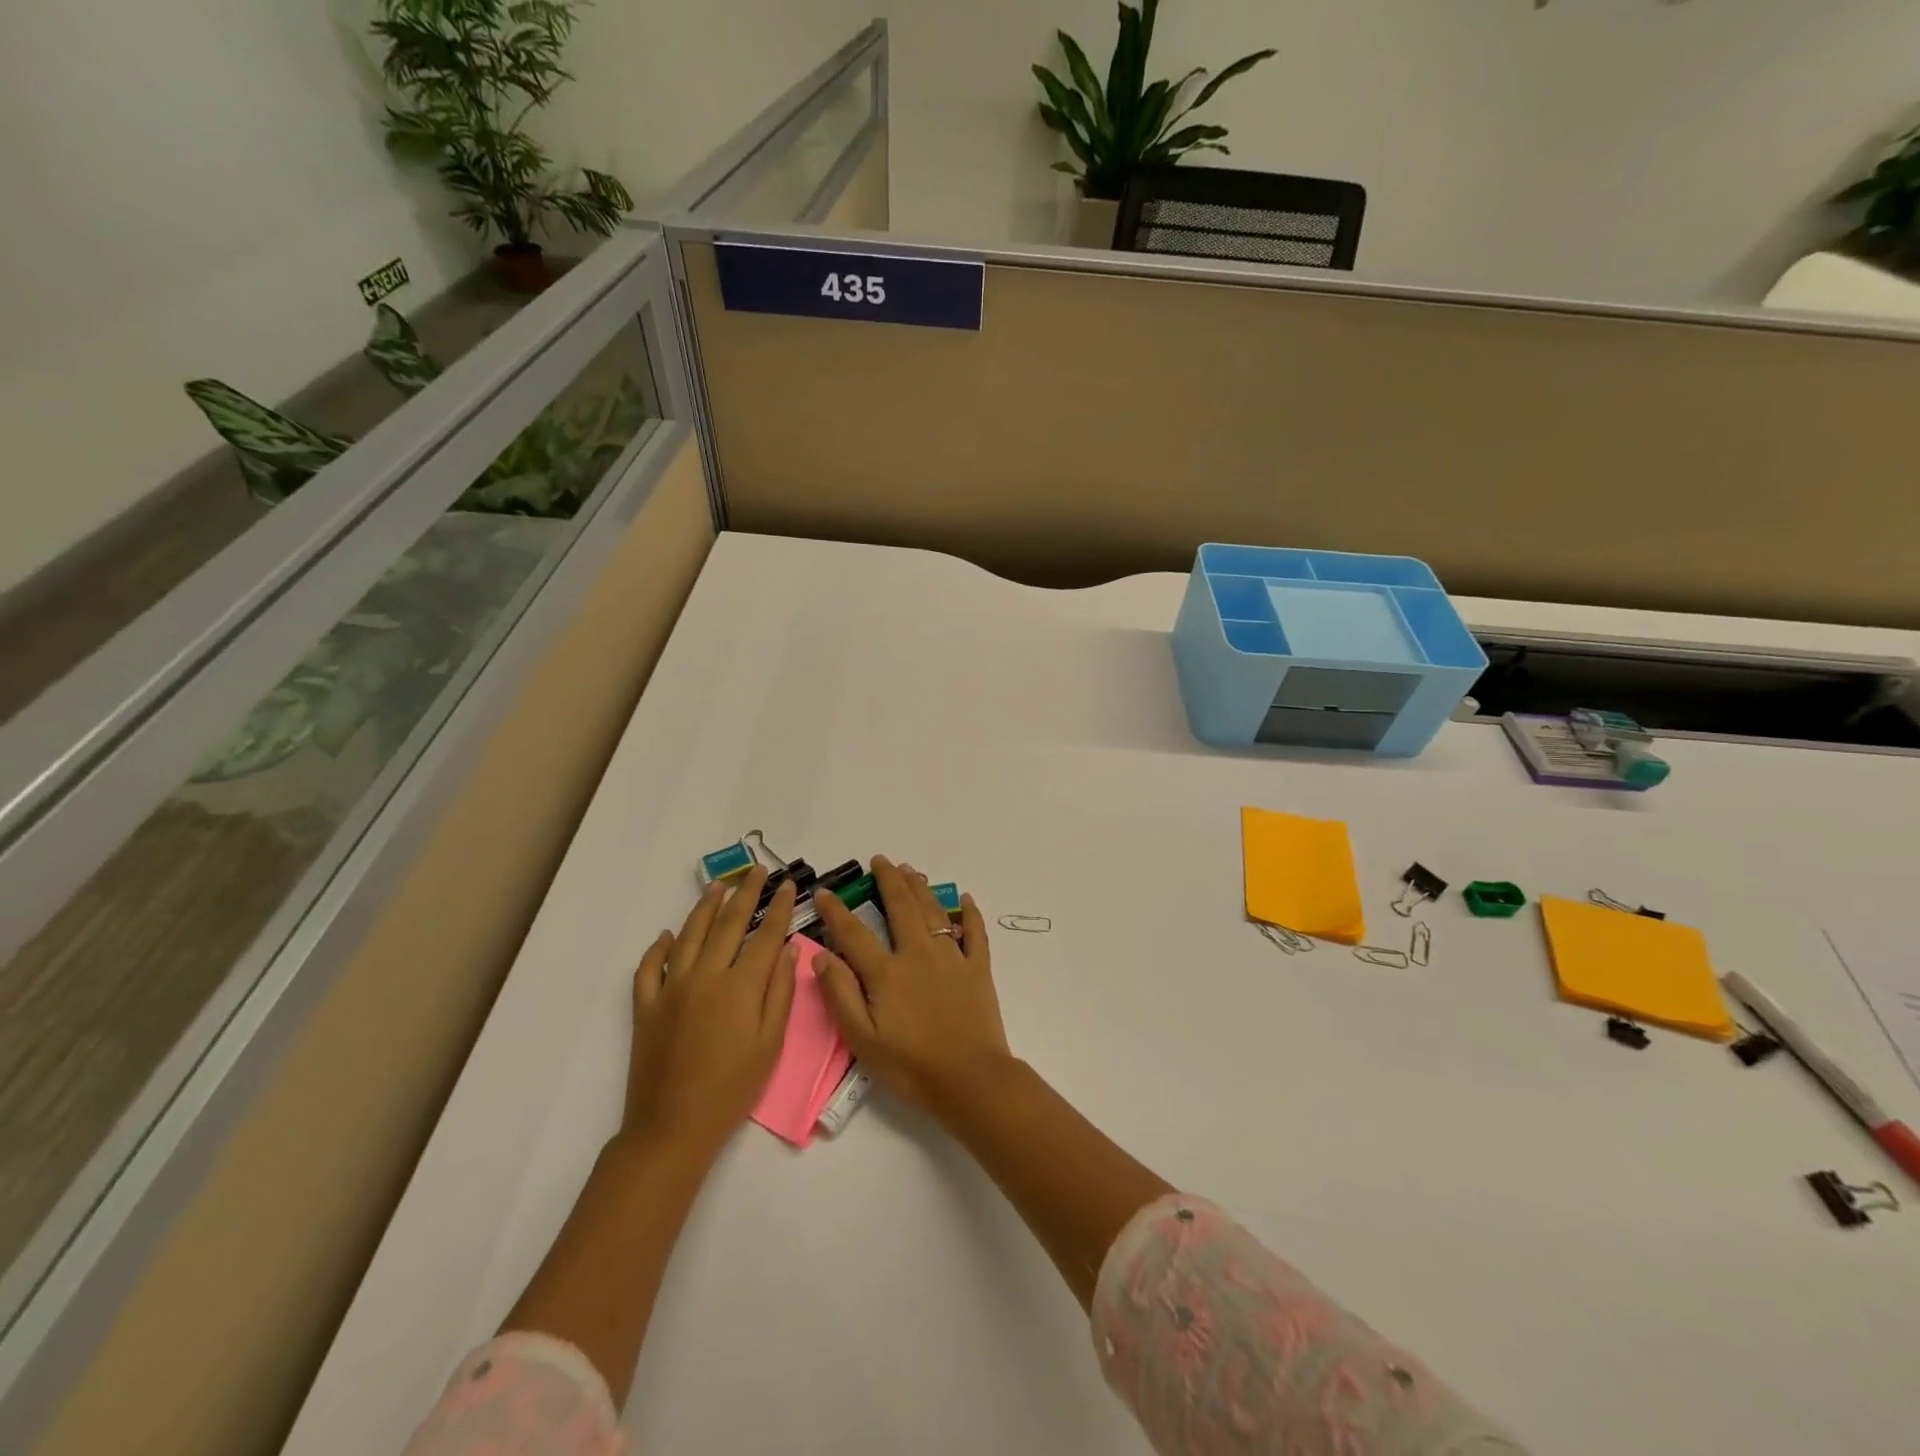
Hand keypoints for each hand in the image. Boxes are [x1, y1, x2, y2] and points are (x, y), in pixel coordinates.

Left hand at [622, 868, 798, 1157]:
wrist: (672, 1128)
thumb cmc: (732, 1090)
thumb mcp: (770, 1044)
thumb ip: (780, 992)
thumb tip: (789, 949)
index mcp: (740, 986)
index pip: (765, 936)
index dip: (780, 908)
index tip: (789, 886)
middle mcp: (705, 976)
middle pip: (728, 924)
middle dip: (746, 894)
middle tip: (757, 871)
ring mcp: (671, 988)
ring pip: (689, 935)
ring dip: (705, 907)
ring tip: (719, 885)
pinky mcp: (646, 1006)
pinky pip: (650, 967)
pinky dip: (658, 947)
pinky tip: (667, 935)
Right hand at [811, 856, 1012, 1113]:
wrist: (970, 1080)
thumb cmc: (910, 1066)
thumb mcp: (862, 1039)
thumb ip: (840, 994)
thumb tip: (821, 956)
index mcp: (887, 972)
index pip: (854, 933)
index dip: (837, 911)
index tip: (825, 892)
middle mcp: (918, 954)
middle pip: (901, 907)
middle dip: (888, 880)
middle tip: (881, 860)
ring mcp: (952, 957)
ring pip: (934, 912)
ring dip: (920, 888)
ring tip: (910, 870)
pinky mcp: (978, 969)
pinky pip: (975, 933)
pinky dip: (970, 913)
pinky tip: (964, 898)